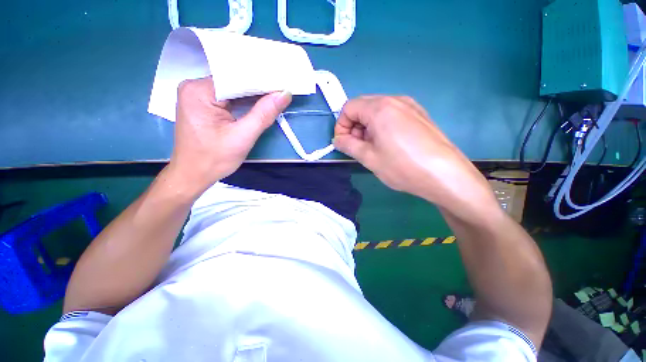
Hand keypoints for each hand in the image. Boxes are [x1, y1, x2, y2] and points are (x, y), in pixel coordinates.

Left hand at [168, 77, 291, 196]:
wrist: (194, 174)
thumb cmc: (215, 159)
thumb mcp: (243, 137)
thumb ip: (264, 114)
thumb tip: (284, 94)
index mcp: (199, 91)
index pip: (236, 78)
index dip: (262, 81)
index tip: (282, 83)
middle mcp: (194, 86)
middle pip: (233, 81)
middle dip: (258, 87)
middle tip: (282, 88)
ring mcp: (197, 94)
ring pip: (232, 89)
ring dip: (253, 94)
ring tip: (275, 94)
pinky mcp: (202, 103)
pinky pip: (228, 96)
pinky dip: (244, 101)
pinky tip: (259, 102)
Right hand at [333, 96, 497, 219]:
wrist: (445, 175)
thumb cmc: (402, 167)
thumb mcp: (369, 158)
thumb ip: (348, 145)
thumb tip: (338, 140)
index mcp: (380, 108)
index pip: (349, 108)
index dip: (341, 126)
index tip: (343, 143)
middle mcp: (395, 100)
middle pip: (363, 106)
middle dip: (354, 126)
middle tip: (358, 147)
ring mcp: (410, 106)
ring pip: (377, 111)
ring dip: (367, 127)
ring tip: (373, 148)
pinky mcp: (419, 115)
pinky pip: (392, 115)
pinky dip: (382, 126)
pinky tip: (388, 144)